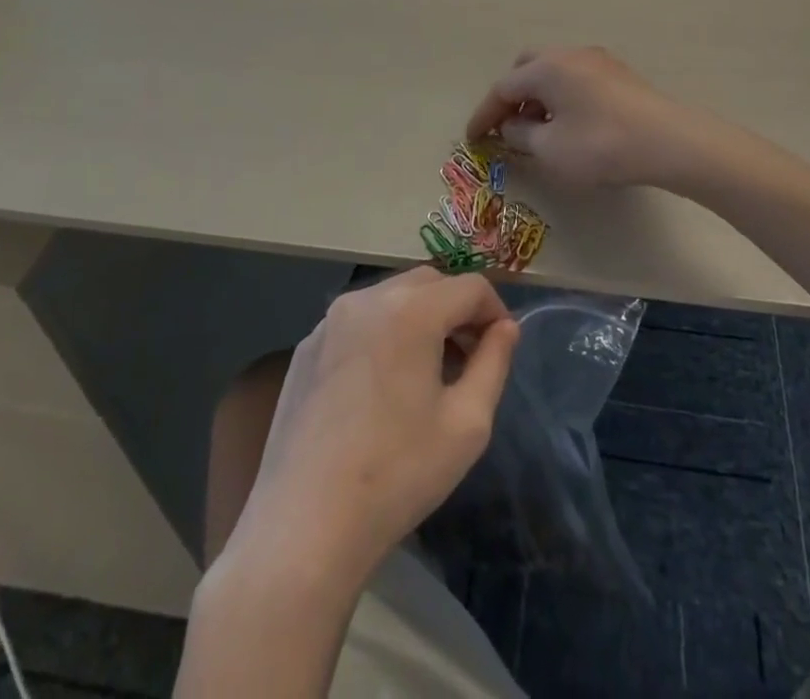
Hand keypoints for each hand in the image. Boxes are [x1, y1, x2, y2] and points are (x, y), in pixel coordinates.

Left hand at [226, 267, 518, 587]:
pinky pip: (358, 322)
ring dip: (420, 317)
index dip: (495, 311)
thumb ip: (494, 362)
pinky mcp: (306, 347)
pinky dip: (383, 333)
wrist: (304, 527)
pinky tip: (382, 386)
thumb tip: (505, 328)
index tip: (501, 347)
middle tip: (469, 356)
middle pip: (429, 282)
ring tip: (428, 371)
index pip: (470, 287)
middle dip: (457, 309)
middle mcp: (368, 299)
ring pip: (391, 297)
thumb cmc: (398, 474)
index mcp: (411, 310)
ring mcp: (330, 320)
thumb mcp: (467, 423)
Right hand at [465, 46, 713, 189]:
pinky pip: (576, 79)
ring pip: (554, 73)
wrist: (668, 142)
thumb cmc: (599, 145)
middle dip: (512, 98)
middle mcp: (569, 54)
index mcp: (546, 67)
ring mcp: (597, 60)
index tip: (473, 138)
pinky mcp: (619, 75)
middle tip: (507, 128)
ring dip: (538, 98)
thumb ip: (520, 135)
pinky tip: (570, 125)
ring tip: (539, 131)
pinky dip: (562, 98)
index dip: (484, 115)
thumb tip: (511, 126)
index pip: (503, 88)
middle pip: (527, 69)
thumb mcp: (549, 148)